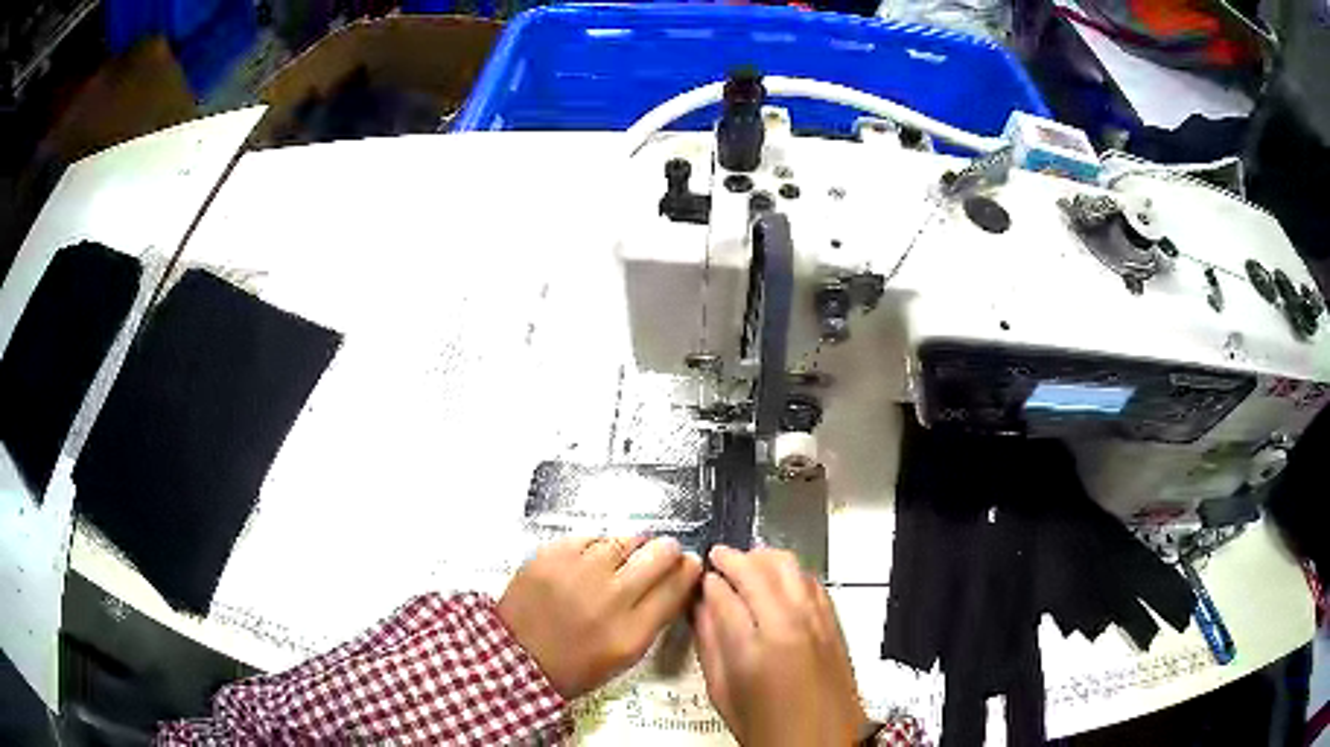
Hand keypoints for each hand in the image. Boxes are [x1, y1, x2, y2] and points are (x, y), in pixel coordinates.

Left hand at [498, 535, 701, 698]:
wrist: (516, 658)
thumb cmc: (575, 665)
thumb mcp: (625, 655)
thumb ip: (652, 618)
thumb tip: (676, 580)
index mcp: (631, 632)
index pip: (676, 587)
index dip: (688, 570)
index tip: (689, 563)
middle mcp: (609, 599)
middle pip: (658, 555)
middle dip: (667, 550)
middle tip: (663, 551)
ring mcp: (578, 574)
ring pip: (625, 540)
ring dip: (631, 546)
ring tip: (623, 557)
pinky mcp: (551, 556)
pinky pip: (590, 537)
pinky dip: (596, 546)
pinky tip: (590, 560)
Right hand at [694, 545, 867, 746]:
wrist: (821, 744)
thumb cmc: (768, 729)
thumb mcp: (723, 693)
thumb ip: (709, 645)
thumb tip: (700, 610)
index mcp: (752, 648)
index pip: (723, 593)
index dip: (707, 581)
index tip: (699, 579)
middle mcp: (788, 626)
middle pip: (757, 570)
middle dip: (732, 559)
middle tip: (717, 559)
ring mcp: (816, 621)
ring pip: (789, 566)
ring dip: (763, 558)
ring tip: (746, 563)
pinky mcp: (835, 624)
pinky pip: (813, 582)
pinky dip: (792, 573)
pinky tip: (780, 580)